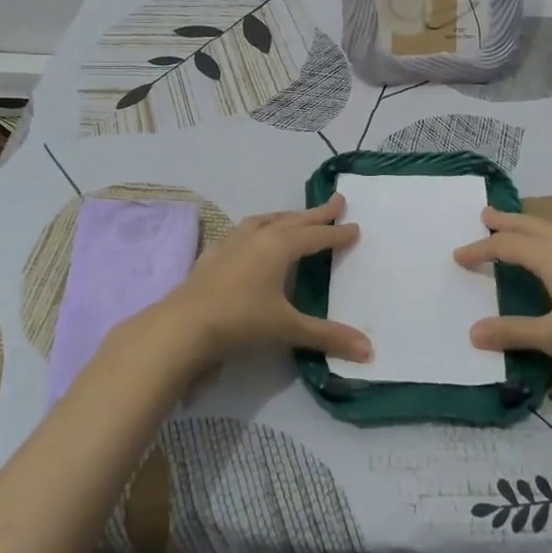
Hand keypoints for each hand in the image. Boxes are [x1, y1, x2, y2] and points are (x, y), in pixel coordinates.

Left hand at [156, 196, 372, 367]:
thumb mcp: (288, 328)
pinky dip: (254, 230)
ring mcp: (231, 244)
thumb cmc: (240, 321)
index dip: (336, 233)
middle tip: (336, 202)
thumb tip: (368, 350)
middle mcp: (257, 237)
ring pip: (264, 221)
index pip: (315, 236)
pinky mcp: (212, 256)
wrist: (182, 326)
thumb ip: (327, 336)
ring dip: (284, 217)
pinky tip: (250, 238)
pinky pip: (240, 233)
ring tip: (294, 217)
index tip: (355, 226)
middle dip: (316, 214)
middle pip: (292, 221)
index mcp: (279, 247)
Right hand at [453, 207, 551, 375]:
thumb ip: (512, 332)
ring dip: (543, 221)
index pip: (506, 246)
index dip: (481, 249)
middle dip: (506, 221)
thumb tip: (473, 333)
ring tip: (537, 225)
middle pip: (531, 225)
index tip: (459, 256)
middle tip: (486, 214)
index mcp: (549, 257)